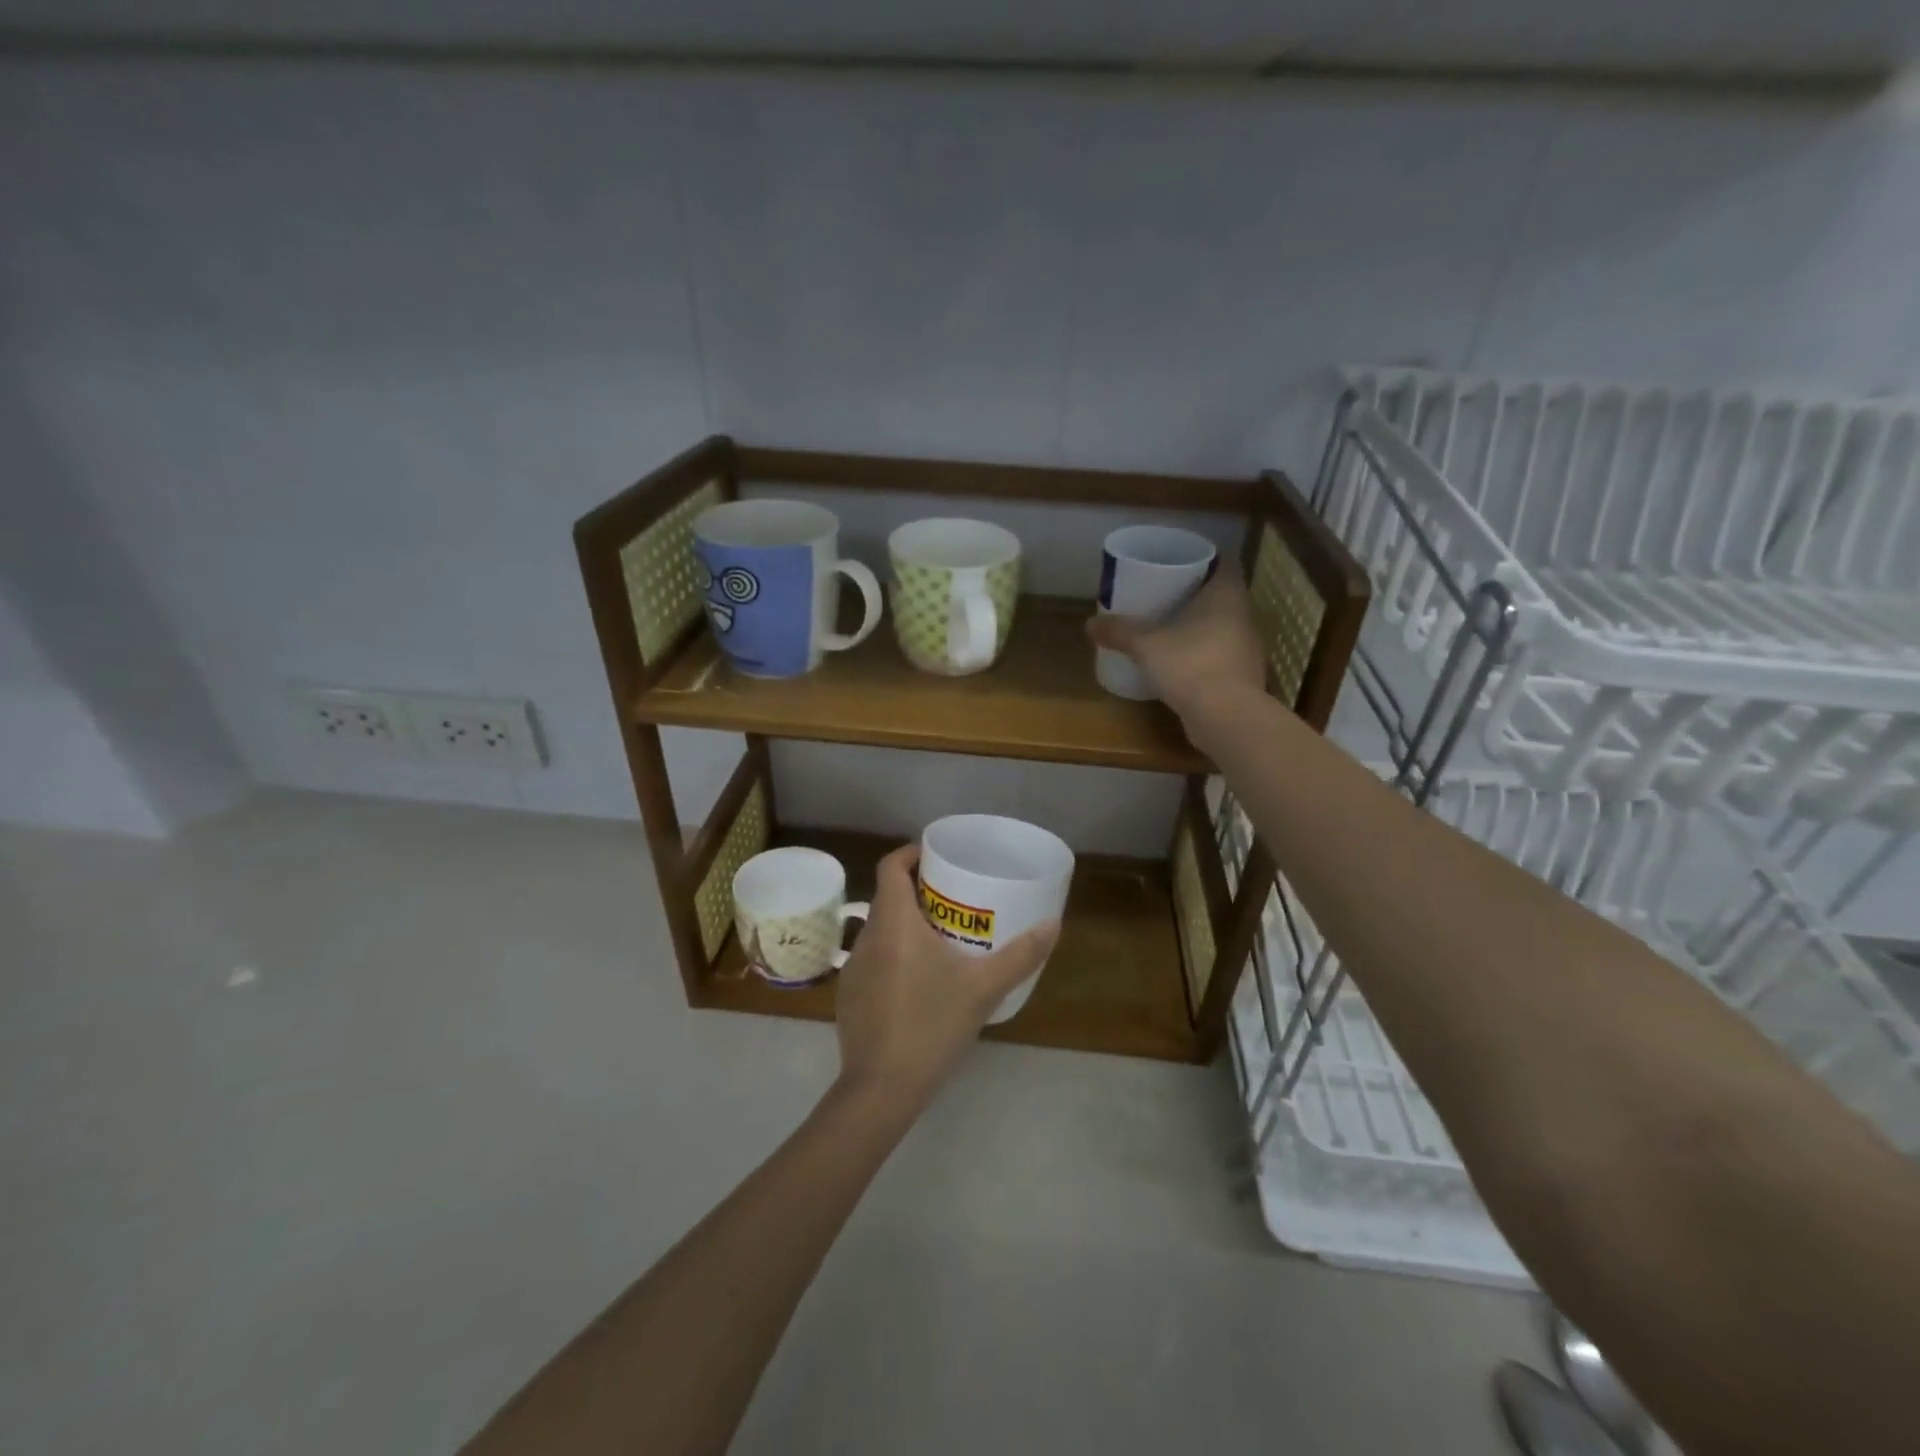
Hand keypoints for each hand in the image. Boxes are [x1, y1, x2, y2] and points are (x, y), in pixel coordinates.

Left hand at [835, 844, 1059, 1111]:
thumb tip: (1054, 924)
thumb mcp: (983, 989)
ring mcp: (853, 968)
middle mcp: (867, 937)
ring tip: (942, 939)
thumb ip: (1021, 955)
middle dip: (919, 892)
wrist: (881, 1089)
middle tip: (954, 901)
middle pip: (888, 897)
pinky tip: (919, 982)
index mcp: (894, 923)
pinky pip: (874, 959)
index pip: (892, 866)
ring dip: (906, 925)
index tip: (938, 858)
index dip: (912, 853)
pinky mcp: (849, 996)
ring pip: (881, 930)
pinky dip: (894, 955)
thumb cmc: (932, 1026)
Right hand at [1085, 567, 1266, 725]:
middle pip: (1223, 596)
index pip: (1224, 563)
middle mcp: (1243, 617)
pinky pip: (1223, 656)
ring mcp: (1248, 649)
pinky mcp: (1244, 678)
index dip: (1204, 560)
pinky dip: (1205, 655)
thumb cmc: (1190, 664)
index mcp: (1226, 596)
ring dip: (1202, 627)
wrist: (1226, 717)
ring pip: (1224, 627)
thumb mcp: (1146, 646)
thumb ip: (1120, 632)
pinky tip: (1183, 664)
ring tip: (1171, 629)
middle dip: (1197, 595)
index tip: (1180, 564)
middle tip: (1166, 596)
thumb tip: (1089, 624)